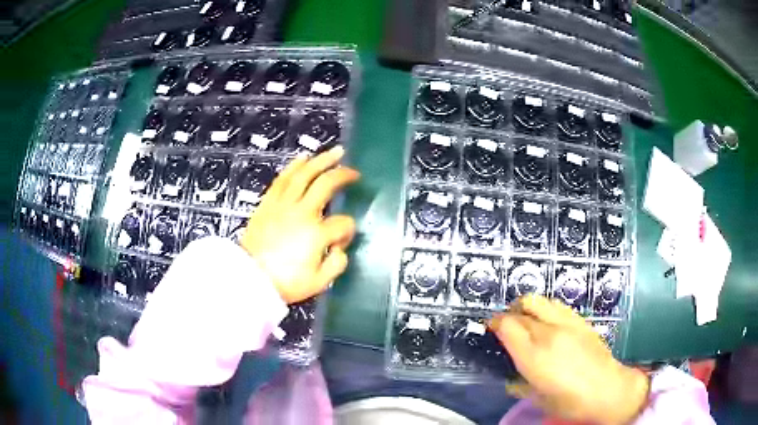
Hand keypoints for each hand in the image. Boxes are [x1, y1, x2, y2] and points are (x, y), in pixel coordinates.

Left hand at [240, 147, 359, 303]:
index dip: (348, 231)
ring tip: (335, 152)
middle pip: (326, 185)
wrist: (249, 278)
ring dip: (321, 160)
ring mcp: (284, 205)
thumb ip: (336, 264)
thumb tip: (341, 249)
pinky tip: (303, 158)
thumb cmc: (284, 282)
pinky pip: (283, 179)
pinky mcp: (268, 203)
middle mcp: (302, 213)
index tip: (341, 241)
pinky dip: (294, 166)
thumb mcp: (318, 283)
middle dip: (344, 175)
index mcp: (317, 234)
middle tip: (354, 172)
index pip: (343, 224)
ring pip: (305, 174)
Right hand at [489, 295, 649, 424]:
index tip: (491, 328)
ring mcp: (566, 323)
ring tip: (525, 319)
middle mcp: (548, 333)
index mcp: (533, 355)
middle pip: (521, 309)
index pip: (506, 325)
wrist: (607, 389)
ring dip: (526, 306)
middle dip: (508, 315)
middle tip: (506, 325)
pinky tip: (547, 321)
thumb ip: (520, 385)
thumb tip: (511, 379)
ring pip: (538, 300)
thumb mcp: (538, 399)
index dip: (495, 323)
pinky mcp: (580, 320)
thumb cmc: (570, 401)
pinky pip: (556, 305)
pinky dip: (544, 308)